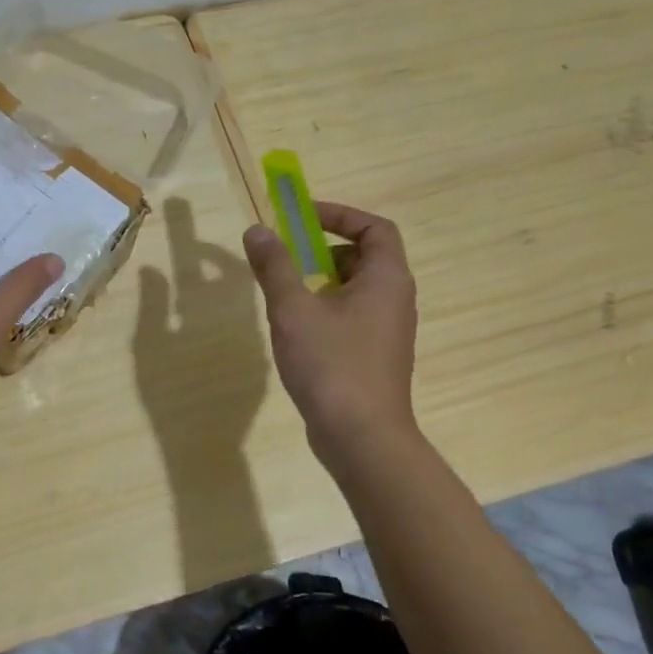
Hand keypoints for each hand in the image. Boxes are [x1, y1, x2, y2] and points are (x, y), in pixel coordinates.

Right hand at [243, 201, 418, 459]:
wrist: (361, 438)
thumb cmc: (332, 364)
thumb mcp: (293, 309)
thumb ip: (275, 266)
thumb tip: (257, 230)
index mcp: (387, 279)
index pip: (375, 227)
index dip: (340, 215)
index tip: (301, 217)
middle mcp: (395, 299)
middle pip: (364, 256)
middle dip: (323, 250)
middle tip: (287, 258)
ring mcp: (387, 331)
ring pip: (354, 289)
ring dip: (320, 282)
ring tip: (284, 296)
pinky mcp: (374, 356)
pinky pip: (351, 316)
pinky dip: (325, 309)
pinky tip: (295, 331)